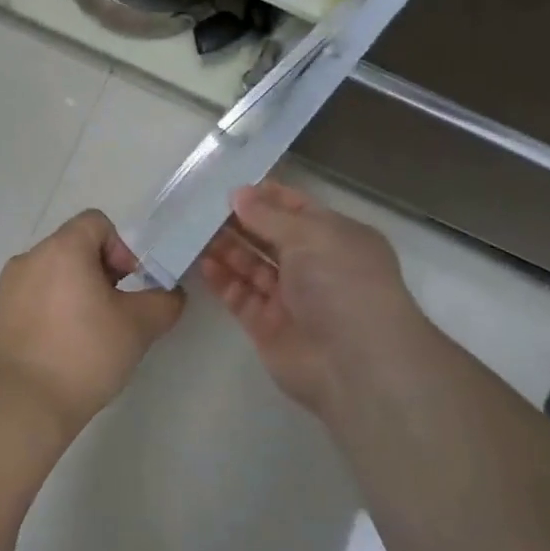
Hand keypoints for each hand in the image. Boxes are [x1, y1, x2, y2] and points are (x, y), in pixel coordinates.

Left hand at [0, 210, 185, 431]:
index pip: (96, 222)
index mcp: (62, 249)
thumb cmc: (85, 354)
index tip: (130, 284)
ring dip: (74, 291)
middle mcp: (29, 258)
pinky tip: (61, 347)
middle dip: (100, 271)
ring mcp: (7, 287)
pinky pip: (31, 298)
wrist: (23, 405)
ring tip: (88, 332)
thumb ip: (164, 301)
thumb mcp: (139, 327)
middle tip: (115, 311)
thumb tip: (170, 295)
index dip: (121, 247)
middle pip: (73, 247)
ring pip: (52, 274)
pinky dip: (50, 310)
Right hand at [199, 181, 438, 415]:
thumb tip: (239, 193)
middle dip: (240, 222)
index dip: (267, 197)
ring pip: (252, 266)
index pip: (297, 209)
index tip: (232, 187)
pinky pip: (241, 297)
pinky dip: (223, 280)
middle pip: (270, 237)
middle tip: (203, 208)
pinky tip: (203, 263)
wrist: (354, 363)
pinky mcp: (268, 326)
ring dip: (227, 249)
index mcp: (336, 237)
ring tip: (195, 232)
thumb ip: (268, 215)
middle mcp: (315, 265)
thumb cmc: (341, 282)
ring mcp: (290, 298)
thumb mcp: (309, 234)